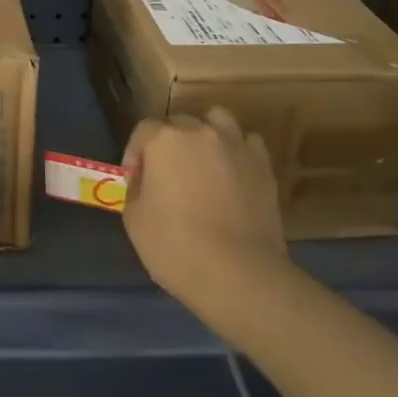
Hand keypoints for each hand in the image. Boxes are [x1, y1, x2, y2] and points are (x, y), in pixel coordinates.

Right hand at [122, 109, 290, 328]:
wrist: (240, 276)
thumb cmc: (177, 247)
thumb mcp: (134, 220)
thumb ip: (135, 190)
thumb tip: (143, 182)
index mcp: (164, 140)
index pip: (143, 130)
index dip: (135, 154)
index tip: (135, 181)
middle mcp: (200, 132)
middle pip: (178, 123)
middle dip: (168, 144)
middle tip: (168, 176)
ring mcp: (236, 146)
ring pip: (217, 120)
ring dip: (206, 134)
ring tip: (203, 162)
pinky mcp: (263, 166)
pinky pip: (248, 144)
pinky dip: (238, 152)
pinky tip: (233, 173)